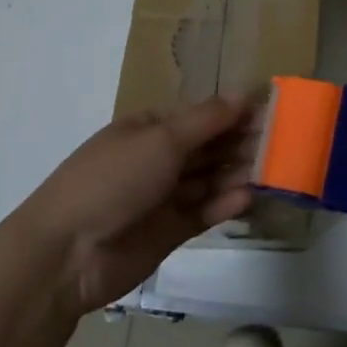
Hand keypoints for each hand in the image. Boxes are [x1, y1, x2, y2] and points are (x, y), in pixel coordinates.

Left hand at [14, 97, 255, 312]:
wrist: (66, 254)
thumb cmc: (112, 180)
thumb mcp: (160, 141)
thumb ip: (206, 120)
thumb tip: (242, 93)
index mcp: (149, 129)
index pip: (199, 115)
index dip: (232, 112)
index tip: (269, 111)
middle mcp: (157, 159)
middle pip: (207, 147)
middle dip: (240, 143)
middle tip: (280, 143)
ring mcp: (163, 196)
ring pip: (209, 179)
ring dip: (236, 173)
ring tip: (270, 171)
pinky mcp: (169, 231)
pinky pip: (203, 211)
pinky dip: (223, 204)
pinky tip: (247, 198)